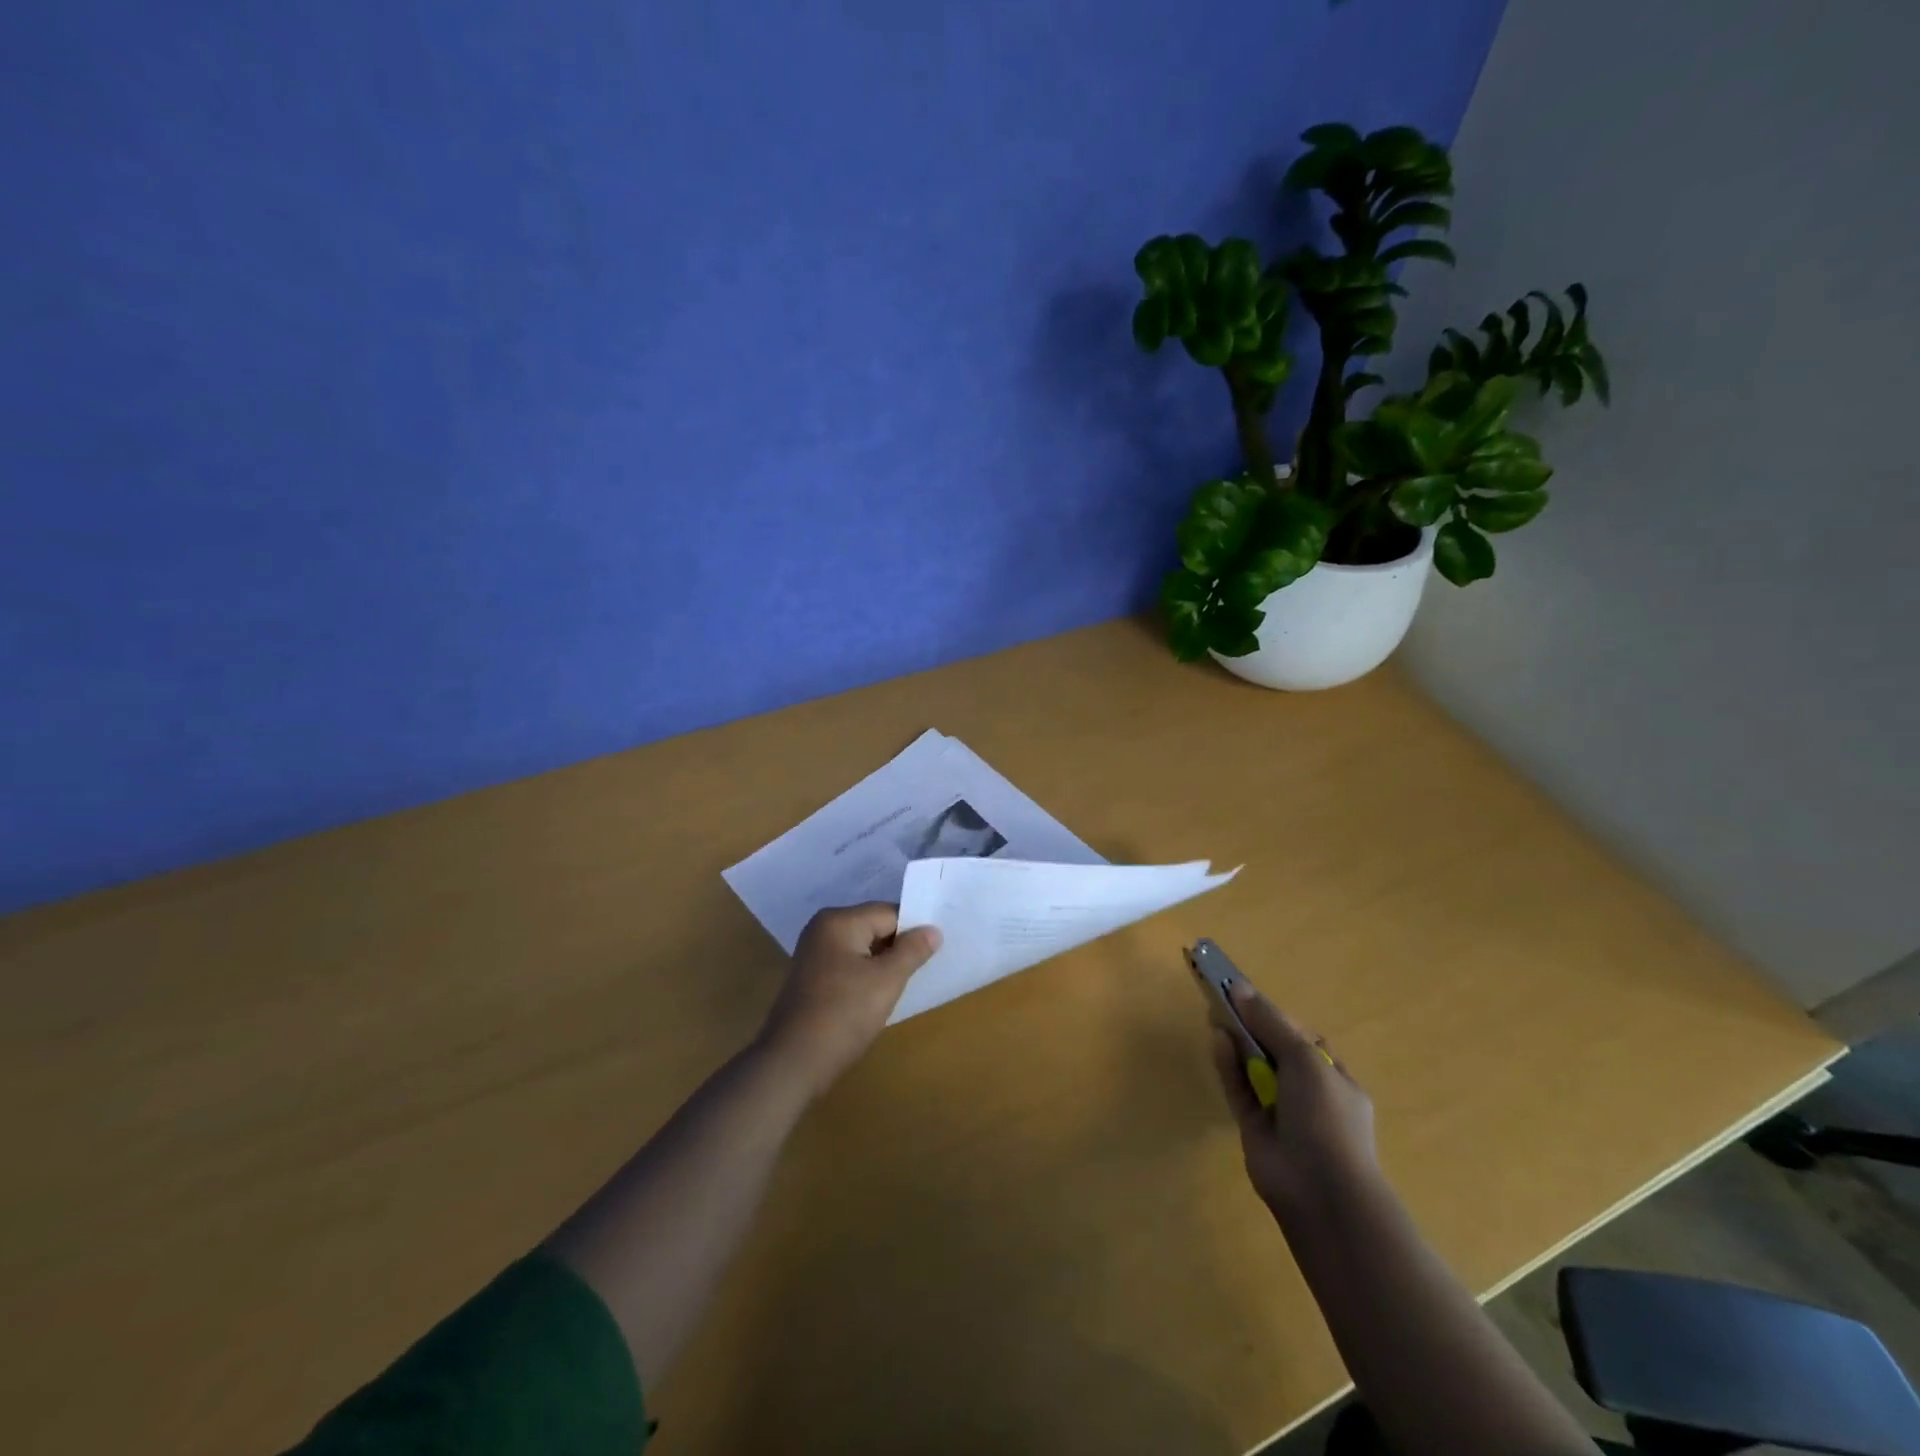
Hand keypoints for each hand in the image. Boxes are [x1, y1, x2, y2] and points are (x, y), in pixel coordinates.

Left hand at [757, 904, 941, 1099]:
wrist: (792, 1063)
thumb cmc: (843, 1015)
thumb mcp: (887, 980)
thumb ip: (912, 951)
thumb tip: (933, 930)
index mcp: (839, 921)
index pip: (889, 913)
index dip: (914, 931)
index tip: (935, 952)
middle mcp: (822, 929)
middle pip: (874, 927)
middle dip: (898, 947)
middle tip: (923, 970)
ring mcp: (813, 954)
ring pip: (862, 949)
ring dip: (883, 965)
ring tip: (904, 985)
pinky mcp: (811, 978)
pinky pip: (848, 966)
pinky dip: (865, 976)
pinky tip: (877, 998)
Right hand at [1209, 981, 1377, 1217]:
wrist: (1320, 1191)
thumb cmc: (1325, 1117)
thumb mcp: (1304, 1059)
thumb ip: (1270, 1022)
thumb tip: (1239, 987)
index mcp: (1334, 1078)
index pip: (1304, 1039)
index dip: (1277, 1017)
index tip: (1249, 997)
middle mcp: (1309, 1093)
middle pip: (1276, 1051)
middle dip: (1252, 1027)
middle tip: (1224, 1001)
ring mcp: (1281, 1111)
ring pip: (1254, 1069)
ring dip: (1237, 1043)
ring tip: (1214, 1014)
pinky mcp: (1254, 1127)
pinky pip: (1239, 1089)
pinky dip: (1228, 1066)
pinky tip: (1216, 1041)